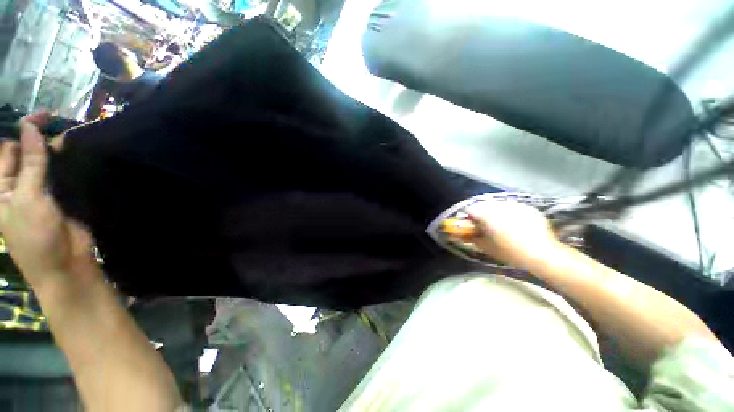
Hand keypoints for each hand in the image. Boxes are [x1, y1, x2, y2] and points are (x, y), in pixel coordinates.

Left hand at [0, 113, 97, 289]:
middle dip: (40, 138)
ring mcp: (40, 190)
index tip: (44, 117)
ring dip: (56, 150)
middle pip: (26, 153)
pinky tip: (78, 155)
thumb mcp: (28, 199)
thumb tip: (31, 128)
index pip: (8, 149)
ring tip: (72, 137)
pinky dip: (68, 163)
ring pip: (46, 162)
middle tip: (60, 125)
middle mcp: (18, 184)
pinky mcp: (60, 196)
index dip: (23, 131)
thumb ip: (30, 164)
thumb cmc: (35, 236)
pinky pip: (61, 174)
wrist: (65, 265)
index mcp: (2, 186)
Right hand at [459, 200, 562, 269]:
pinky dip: (511, 214)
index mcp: (487, 214)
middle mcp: (499, 205)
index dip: (468, 218)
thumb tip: (458, 235)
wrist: (543, 255)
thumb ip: (470, 238)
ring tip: (503, 226)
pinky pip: (514, 208)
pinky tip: (517, 226)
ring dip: (496, 213)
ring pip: (499, 206)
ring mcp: (516, 205)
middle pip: (484, 206)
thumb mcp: (486, 247)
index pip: (469, 209)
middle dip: (482, 215)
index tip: (472, 227)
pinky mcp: (529, 208)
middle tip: (487, 228)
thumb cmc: (510, 252)